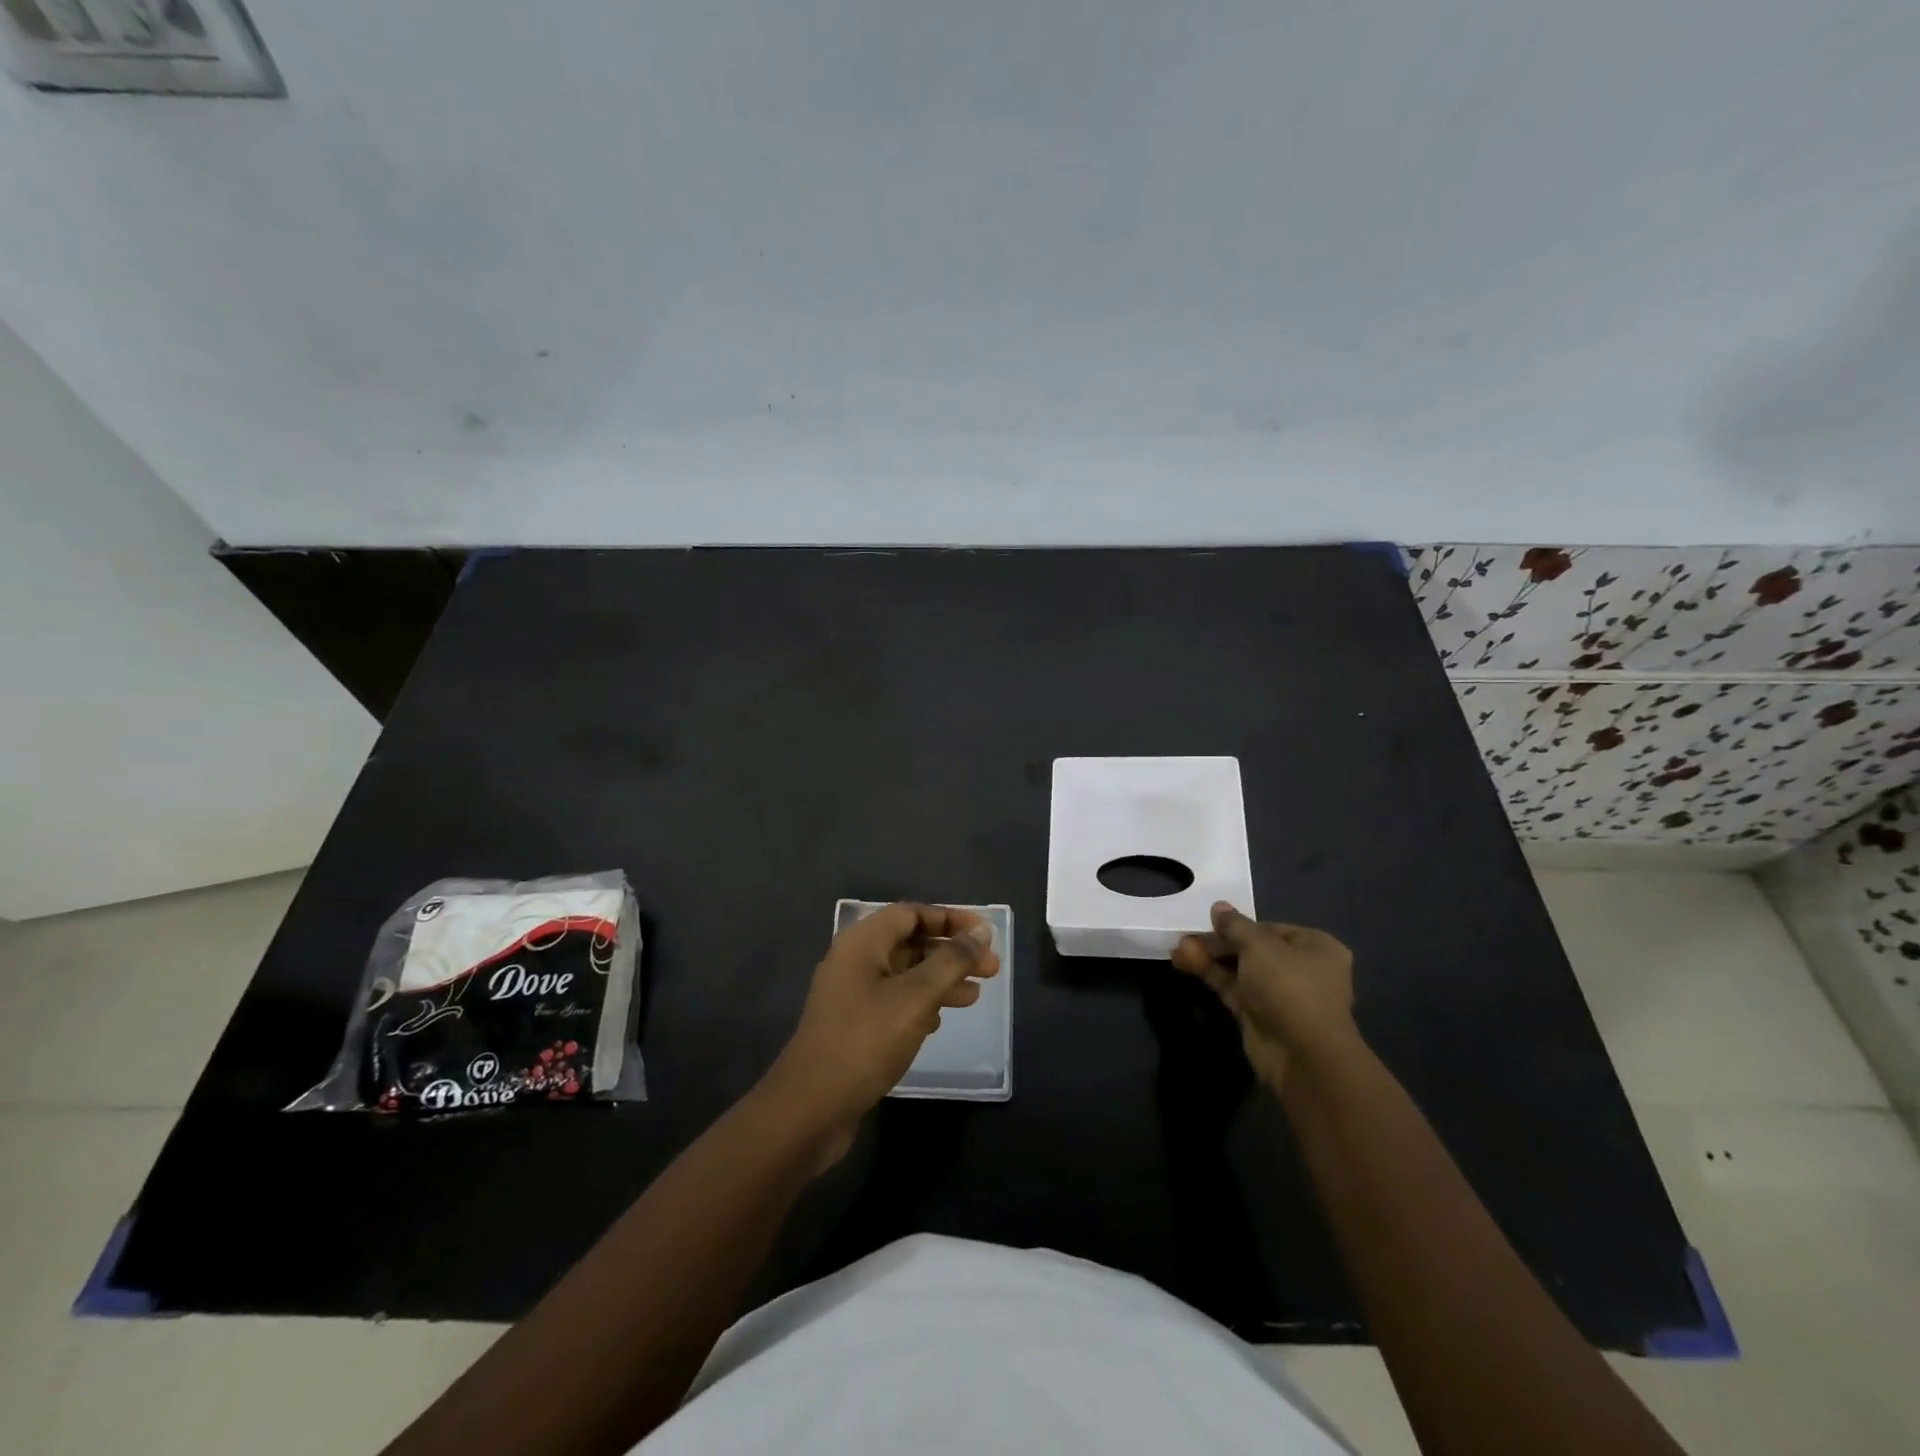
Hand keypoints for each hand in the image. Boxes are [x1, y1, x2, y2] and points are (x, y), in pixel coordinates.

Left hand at [764, 903, 999, 1161]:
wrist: (811, 1108)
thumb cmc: (865, 1041)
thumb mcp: (916, 997)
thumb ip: (951, 961)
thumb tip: (980, 933)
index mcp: (862, 942)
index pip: (911, 913)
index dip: (950, 919)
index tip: (984, 934)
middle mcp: (854, 960)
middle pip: (910, 943)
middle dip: (951, 953)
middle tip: (991, 969)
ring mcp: (851, 995)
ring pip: (905, 974)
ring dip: (940, 979)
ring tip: (975, 996)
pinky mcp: (853, 1025)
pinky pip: (894, 1001)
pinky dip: (921, 1003)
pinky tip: (941, 1019)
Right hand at [1172, 902, 1355, 1089]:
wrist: (1302, 1056)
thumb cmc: (1289, 987)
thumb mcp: (1259, 946)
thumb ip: (1235, 925)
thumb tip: (1218, 907)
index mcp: (1315, 947)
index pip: (1271, 928)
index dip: (1240, 924)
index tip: (1210, 920)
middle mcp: (1301, 970)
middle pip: (1253, 949)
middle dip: (1219, 942)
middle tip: (1187, 934)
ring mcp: (1280, 995)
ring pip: (1239, 969)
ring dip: (1210, 958)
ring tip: (1177, 948)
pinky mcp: (1260, 1016)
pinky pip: (1232, 989)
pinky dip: (1210, 975)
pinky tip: (1183, 962)